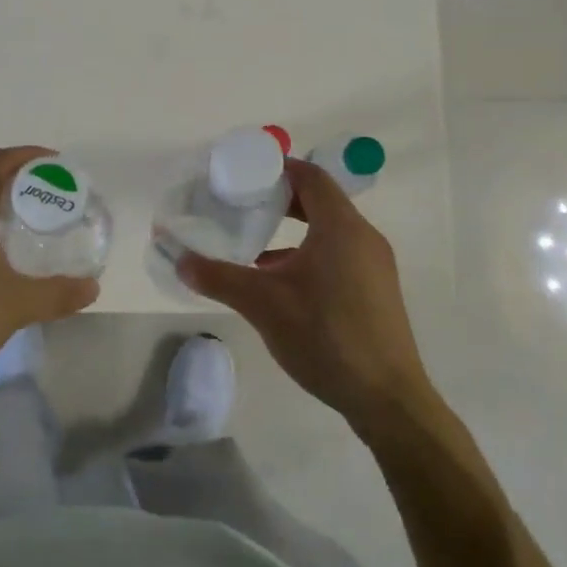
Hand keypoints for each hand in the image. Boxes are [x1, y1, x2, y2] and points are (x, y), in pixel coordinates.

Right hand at [177, 158, 433, 431]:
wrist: (386, 398)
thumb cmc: (325, 336)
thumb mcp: (264, 305)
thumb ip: (220, 278)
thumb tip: (181, 262)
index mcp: (341, 227)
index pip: (311, 177)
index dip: (279, 168)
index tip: (245, 173)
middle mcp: (363, 237)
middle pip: (321, 201)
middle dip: (282, 199)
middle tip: (243, 204)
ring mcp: (374, 265)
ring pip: (330, 231)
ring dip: (294, 230)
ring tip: (254, 243)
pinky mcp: (376, 291)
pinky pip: (339, 254)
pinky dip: (309, 254)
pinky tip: (280, 283)